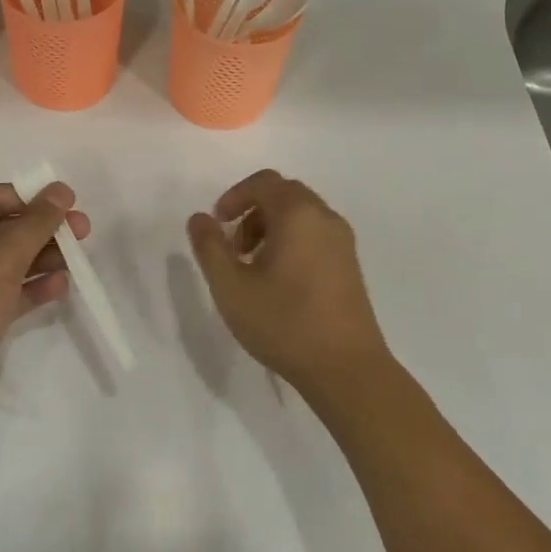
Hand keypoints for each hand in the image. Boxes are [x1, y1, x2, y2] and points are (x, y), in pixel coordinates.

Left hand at [0, 182, 90, 419]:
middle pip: (3, 229)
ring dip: (42, 258)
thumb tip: (60, 189)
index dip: (34, 197)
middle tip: (83, 233)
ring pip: (7, 261)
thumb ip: (36, 223)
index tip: (71, 203)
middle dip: (43, 230)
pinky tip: (61, 286)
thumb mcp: (1, 259)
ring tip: (77, 261)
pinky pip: (5, 291)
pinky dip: (31, 287)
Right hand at [186, 170, 391, 397]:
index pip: (264, 182)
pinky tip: (279, 281)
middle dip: (252, 211)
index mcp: (298, 215)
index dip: (234, 196)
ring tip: (251, 267)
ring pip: (301, 215)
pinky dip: (291, 241)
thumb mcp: (231, 287)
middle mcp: (325, 219)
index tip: (218, 224)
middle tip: (233, 247)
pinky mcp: (350, 266)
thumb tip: (200, 218)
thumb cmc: (284, 323)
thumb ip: (210, 247)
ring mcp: (343, 242)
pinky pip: (315, 235)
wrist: (346, 369)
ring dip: (270, 228)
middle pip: (284, 194)